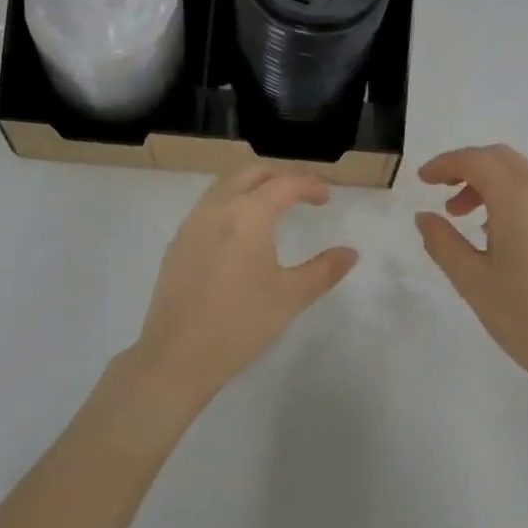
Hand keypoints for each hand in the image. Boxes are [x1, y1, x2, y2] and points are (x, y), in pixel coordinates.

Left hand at [131, 165, 358, 409]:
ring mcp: (193, 222)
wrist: (179, 353)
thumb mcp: (291, 296)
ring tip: (272, 207)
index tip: (325, 198)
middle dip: (280, 176)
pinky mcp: (178, 242)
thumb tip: (350, 253)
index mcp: (249, 213)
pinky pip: (208, 206)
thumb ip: (324, 270)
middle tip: (301, 194)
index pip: (285, 182)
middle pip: (252, 173)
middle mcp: (218, 206)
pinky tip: (239, 233)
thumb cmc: (242, 321)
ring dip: (252, 186)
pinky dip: (230, 203)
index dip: (309, 184)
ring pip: (225, 185)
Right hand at [415, 144, 527, 391]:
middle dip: (466, 166)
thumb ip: (443, 242)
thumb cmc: (527, 316)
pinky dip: (508, 197)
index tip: (422, 180)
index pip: (475, 160)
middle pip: (500, 158)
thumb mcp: (473, 281)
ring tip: (462, 217)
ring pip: (520, 175)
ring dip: (487, 183)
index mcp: (517, 198)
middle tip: (440, 191)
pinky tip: (495, 233)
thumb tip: (425, 216)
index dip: (445, 163)